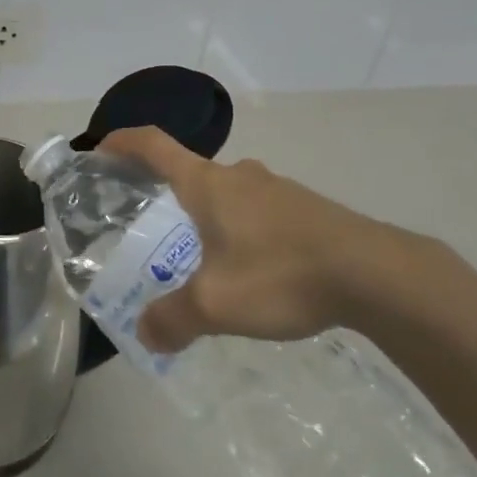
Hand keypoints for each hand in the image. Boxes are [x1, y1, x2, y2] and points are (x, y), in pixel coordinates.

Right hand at [98, 127, 445, 354]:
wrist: (376, 274)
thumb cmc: (281, 274)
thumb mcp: (216, 304)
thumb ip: (173, 319)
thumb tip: (146, 334)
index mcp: (207, 184)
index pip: (153, 145)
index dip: (122, 142)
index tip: (101, 151)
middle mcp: (238, 176)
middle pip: (189, 171)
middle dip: (164, 192)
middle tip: (150, 225)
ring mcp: (276, 189)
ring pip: (228, 195)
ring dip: (207, 215)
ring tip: (202, 257)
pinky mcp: (307, 209)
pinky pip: (258, 212)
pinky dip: (241, 230)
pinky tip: (253, 271)